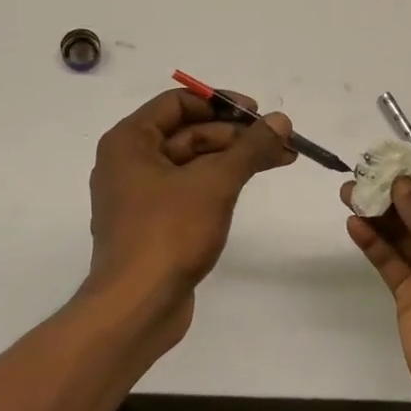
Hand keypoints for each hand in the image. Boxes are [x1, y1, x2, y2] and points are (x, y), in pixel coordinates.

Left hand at [85, 89, 295, 345]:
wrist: (137, 307)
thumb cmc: (169, 233)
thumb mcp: (215, 183)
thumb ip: (250, 148)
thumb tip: (281, 120)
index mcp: (129, 141)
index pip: (178, 103)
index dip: (221, 103)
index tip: (257, 113)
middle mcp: (129, 162)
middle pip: (188, 132)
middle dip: (235, 135)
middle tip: (280, 139)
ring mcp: (140, 195)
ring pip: (192, 162)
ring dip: (233, 158)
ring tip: (280, 159)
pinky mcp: (153, 223)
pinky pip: (188, 189)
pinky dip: (218, 183)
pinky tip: (249, 184)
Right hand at [343, 159, 410, 410]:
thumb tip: (401, 184)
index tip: (402, 157)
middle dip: (396, 190)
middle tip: (364, 172)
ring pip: (401, 232)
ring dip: (377, 212)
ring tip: (350, 193)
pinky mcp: (410, 295)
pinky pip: (388, 260)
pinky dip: (372, 241)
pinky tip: (355, 225)